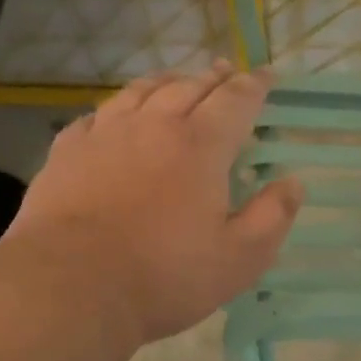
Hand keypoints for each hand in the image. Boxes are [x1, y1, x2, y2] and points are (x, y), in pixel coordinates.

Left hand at [5, 63, 301, 344]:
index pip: (235, 101)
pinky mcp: (67, 152)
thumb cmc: (166, 276)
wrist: (71, 287)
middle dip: (214, 78)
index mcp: (201, 147)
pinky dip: (118, 107)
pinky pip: (97, 114)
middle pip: (189, 87)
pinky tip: (116, 115)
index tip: (267, 76)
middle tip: (226, 73)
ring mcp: (105, 135)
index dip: (255, 86)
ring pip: (140, 92)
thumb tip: (293, 183)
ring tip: (177, 81)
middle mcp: (154, 126)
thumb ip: (272, 217)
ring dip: (166, 82)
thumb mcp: (240, 258)